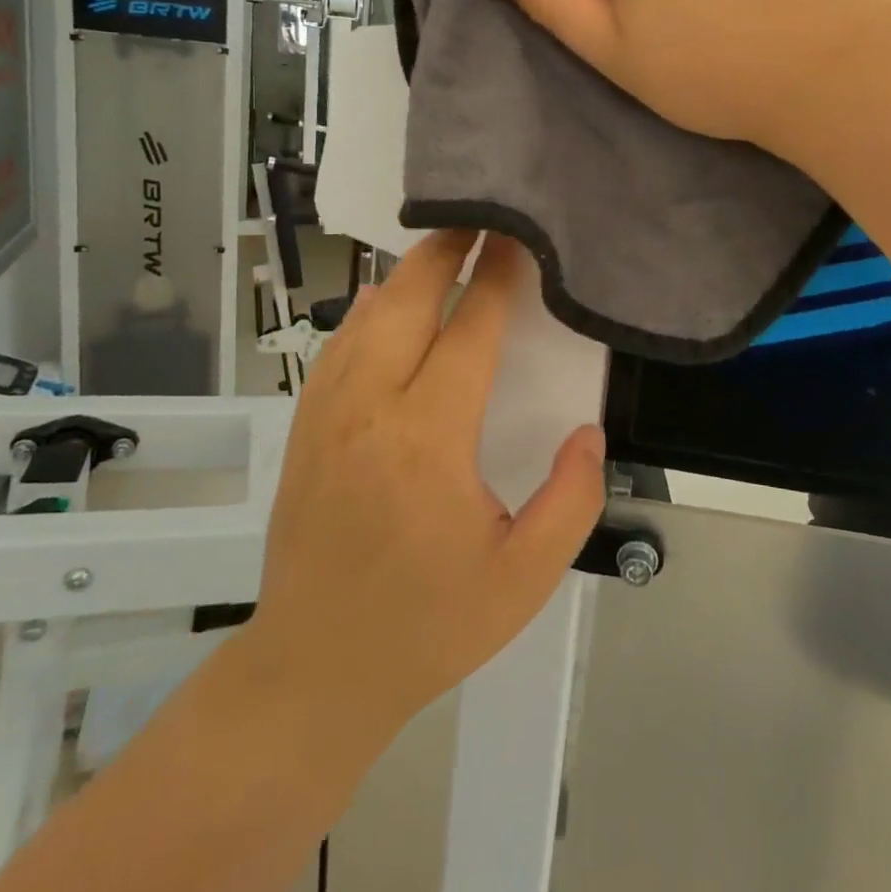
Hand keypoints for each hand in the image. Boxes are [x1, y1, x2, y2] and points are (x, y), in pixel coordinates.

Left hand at [240, 232, 605, 742]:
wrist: (315, 671)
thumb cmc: (429, 625)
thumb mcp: (524, 577)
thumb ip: (572, 500)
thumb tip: (586, 432)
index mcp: (427, 440)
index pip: (468, 331)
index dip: (498, 278)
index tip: (518, 240)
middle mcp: (370, 409)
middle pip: (405, 300)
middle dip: (445, 252)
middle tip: (478, 220)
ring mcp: (326, 414)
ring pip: (364, 316)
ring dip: (405, 276)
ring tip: (442, 250)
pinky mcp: (304, 428)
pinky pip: (337, 347)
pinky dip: (367, 312)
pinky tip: (383, 303)